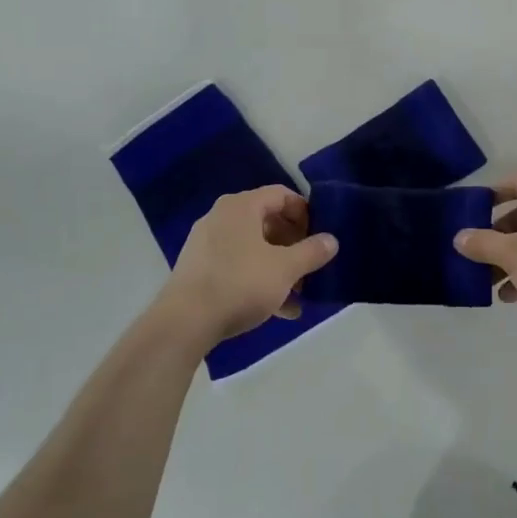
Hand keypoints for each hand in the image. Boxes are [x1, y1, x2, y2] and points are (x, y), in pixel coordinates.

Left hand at [159, 187, 338, 343]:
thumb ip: (312, 252)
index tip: (320, 235)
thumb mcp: (285, 269)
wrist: (184, 322)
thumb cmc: (240, 283)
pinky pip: (237, 266)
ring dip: (279, 267)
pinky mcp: (198, 270)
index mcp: (242, 206)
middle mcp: (222, 217)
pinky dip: (258, 280)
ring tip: (299, 295)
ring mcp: (207, 244)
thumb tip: (332, 240)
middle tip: (311, 266)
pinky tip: (278, 310)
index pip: (281, 195)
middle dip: (294, 245)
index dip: (305, 212)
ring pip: (253, 248)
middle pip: (268, 222)